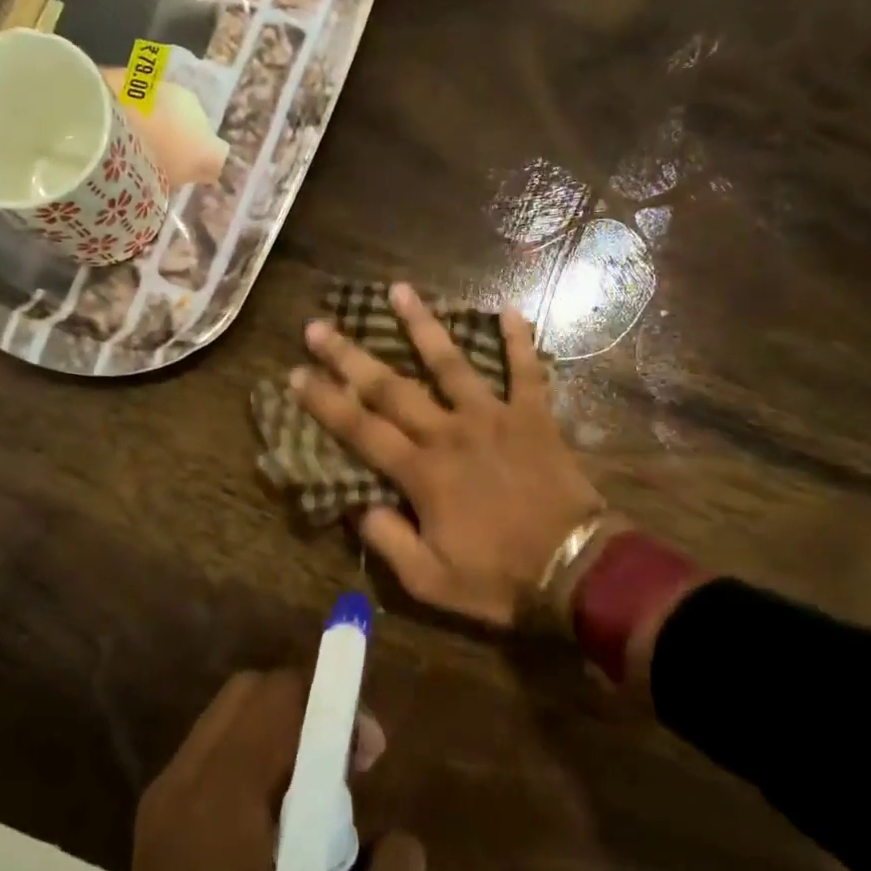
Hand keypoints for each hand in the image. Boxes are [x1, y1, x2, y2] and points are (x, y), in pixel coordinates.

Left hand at [74, 671, 424, 870]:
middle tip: (352, 776)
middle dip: (311, 714)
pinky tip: (285, 841)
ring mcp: (160, 812)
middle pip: (252, 694)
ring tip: (323, 816)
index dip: (335, 704)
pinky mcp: (158, 838)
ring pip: (233, 724)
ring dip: (287, 742)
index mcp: (218, 810)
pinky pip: (218, 763)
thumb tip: (388, 833)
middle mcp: (179, 791)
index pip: (280, 697)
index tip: (370, 757)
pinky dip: (260, 769)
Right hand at [291, 283, 603, 626]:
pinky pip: (527, 371)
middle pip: (391, 387)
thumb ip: (388, 539)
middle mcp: (450, 433)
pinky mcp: (534, 417)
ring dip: (423, 325)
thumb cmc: (498, 578)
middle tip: (319, 326)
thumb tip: (357, 504)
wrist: (575, 569)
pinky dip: (520, 340)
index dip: (324, 402)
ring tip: (399, 290)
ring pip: (452, 363)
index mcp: (422, 472)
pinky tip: (509, 309)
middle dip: (350, 356)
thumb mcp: (429, 580)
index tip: (296, 374)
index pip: (360, 429)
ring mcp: (494, 417)